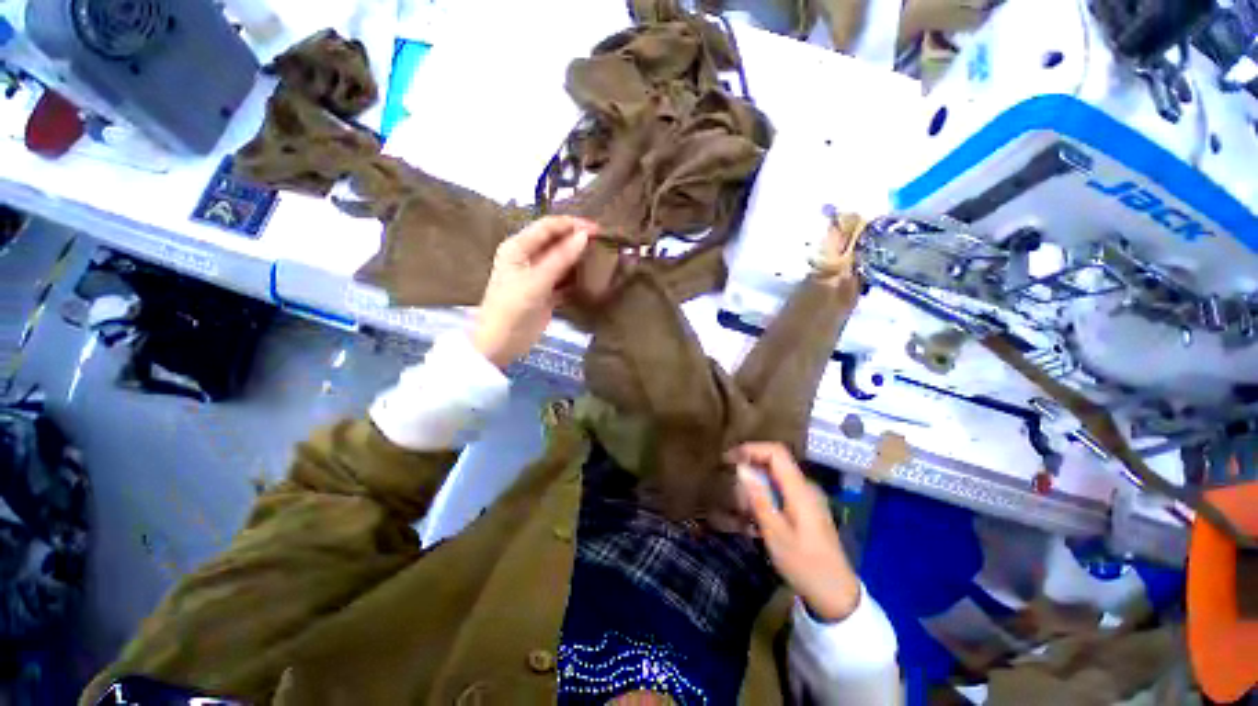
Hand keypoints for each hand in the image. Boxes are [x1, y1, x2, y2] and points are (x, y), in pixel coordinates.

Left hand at [471, 216, 594, 368]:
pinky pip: (564, 280)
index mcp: (518, 247)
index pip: (547, 227)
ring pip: (562, 261)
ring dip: (579, 260)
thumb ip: (560, 258)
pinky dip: (577, 279)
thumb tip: (584, 236)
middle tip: (604, 243)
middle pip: (556, 242)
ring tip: (603, 258)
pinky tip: (593, 279)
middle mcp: (527, 257)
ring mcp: (537, 276)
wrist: (501, 343)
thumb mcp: (536, 281)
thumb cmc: (512, 308)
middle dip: (578, 241)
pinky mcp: (546, 293)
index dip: (572, 225)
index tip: (597, 229)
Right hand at [729, 442, 860, 622]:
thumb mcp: (775, 533)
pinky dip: (764, 499)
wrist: (835, 595)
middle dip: (750, 474)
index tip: (729, 460)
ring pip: (774, 479)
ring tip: (744, 515)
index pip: (776, 452)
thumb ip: (758, 497)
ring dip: (755, 490)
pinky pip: (779, 493)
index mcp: (800, 489)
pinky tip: (755, 521)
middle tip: (735, 498)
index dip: (751, 449)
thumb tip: (741, 467)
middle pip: (773, 464)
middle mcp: (805, 487)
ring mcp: (806, 498)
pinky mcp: (805, 509)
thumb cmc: (805, 564)